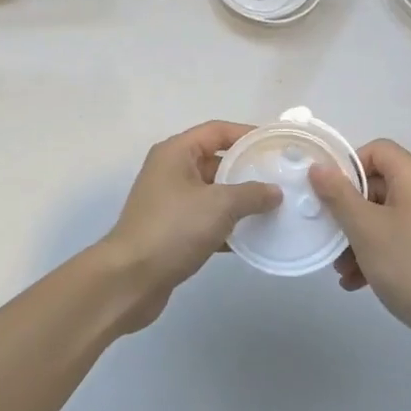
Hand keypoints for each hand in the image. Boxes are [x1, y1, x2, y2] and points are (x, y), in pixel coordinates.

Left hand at [98, 121, 280, 332]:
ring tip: (274, 207)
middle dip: (247, 169)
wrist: (129, 280)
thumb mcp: (219, 205)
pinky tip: (253, 237)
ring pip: (213, 193)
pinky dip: (228, 226)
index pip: (217, 131)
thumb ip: (251, 194)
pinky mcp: (172, 231)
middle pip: (216, 161)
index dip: (247, 134)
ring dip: (240, 200)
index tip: (276, 144)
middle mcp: (171, 171)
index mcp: (176, 152)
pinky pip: (207, 219)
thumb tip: (275, 192)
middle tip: (280, 176)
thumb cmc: (173, 229)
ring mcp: (170, 202)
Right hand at [310, 139, 410, 355]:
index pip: (377, 150)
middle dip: (349, 210)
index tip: (330, 194)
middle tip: (330, 235)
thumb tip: (319, 167)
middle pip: (379, 184)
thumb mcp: (365, 229)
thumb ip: (338, 195)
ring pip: (386, 215)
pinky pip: (400, 236)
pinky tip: (358, 282)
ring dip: (359, 237)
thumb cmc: (410, 265)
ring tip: (341, 269)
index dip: (349, 166)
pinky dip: (378, 251)